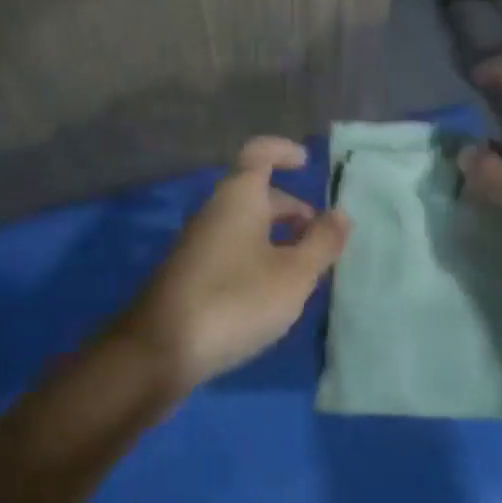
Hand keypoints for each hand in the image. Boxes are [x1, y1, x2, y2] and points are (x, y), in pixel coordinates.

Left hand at [116, 136, 350, 395]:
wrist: (161, 351)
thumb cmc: (236, 300)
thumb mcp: (294, 274)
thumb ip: (321, 242)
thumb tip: (340, 213)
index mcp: (239, 197)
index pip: (259, 153)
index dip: (283, 151)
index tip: (306, 163)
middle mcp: (215, 211)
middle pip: (256, 193)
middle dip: (291, 208)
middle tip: (320, 237)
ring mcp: (199, 243)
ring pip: (245, 224)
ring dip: (277, 236)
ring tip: (305, 268)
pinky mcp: (191, 274)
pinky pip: (232, 249)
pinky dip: (258, 256)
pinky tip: (272, 292)